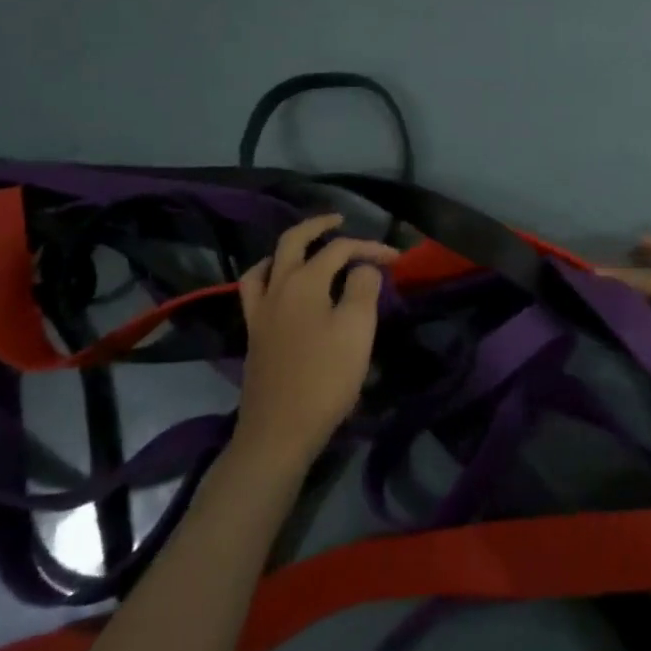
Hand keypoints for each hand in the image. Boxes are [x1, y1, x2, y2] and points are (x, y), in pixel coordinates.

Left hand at [233, 214, 396, 471]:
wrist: (279, 431)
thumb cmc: (325, 378)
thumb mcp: (357, 330)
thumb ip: (362, 289)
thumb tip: (362, 268)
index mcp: (305, 281)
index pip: (340, 249)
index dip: (370, 247)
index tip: (396, 259)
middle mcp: (277, 286)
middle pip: (293, 241)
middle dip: (318, 225)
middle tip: (339, 220)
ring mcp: (260, 311)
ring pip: (267, 263)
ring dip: (288, 249)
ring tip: (306, 250)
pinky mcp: (254, 334)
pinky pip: (255, 289)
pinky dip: (269, 276)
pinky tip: (281, 288)